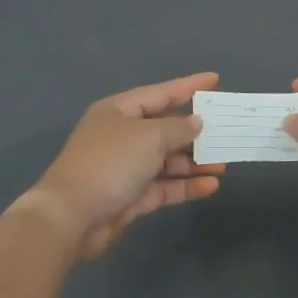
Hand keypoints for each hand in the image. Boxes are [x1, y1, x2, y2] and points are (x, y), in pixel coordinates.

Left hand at [27, 72, 224, 258]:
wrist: (71, 217)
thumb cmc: (111, 163)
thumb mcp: (149, 137)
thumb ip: (178, 128)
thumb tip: (196, 123)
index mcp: (119, 111)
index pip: (160, 93)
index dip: (188, 87)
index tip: (215, 80)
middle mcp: (122, 136)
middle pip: (164, 128)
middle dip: (195, 131)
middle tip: (226, 131)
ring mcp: (125, 168)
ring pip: (167, 160)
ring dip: (194, 162)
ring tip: (223, 163)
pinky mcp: (130, 197)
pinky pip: (164, 185)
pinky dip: (186, 185)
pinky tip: (211, 185)